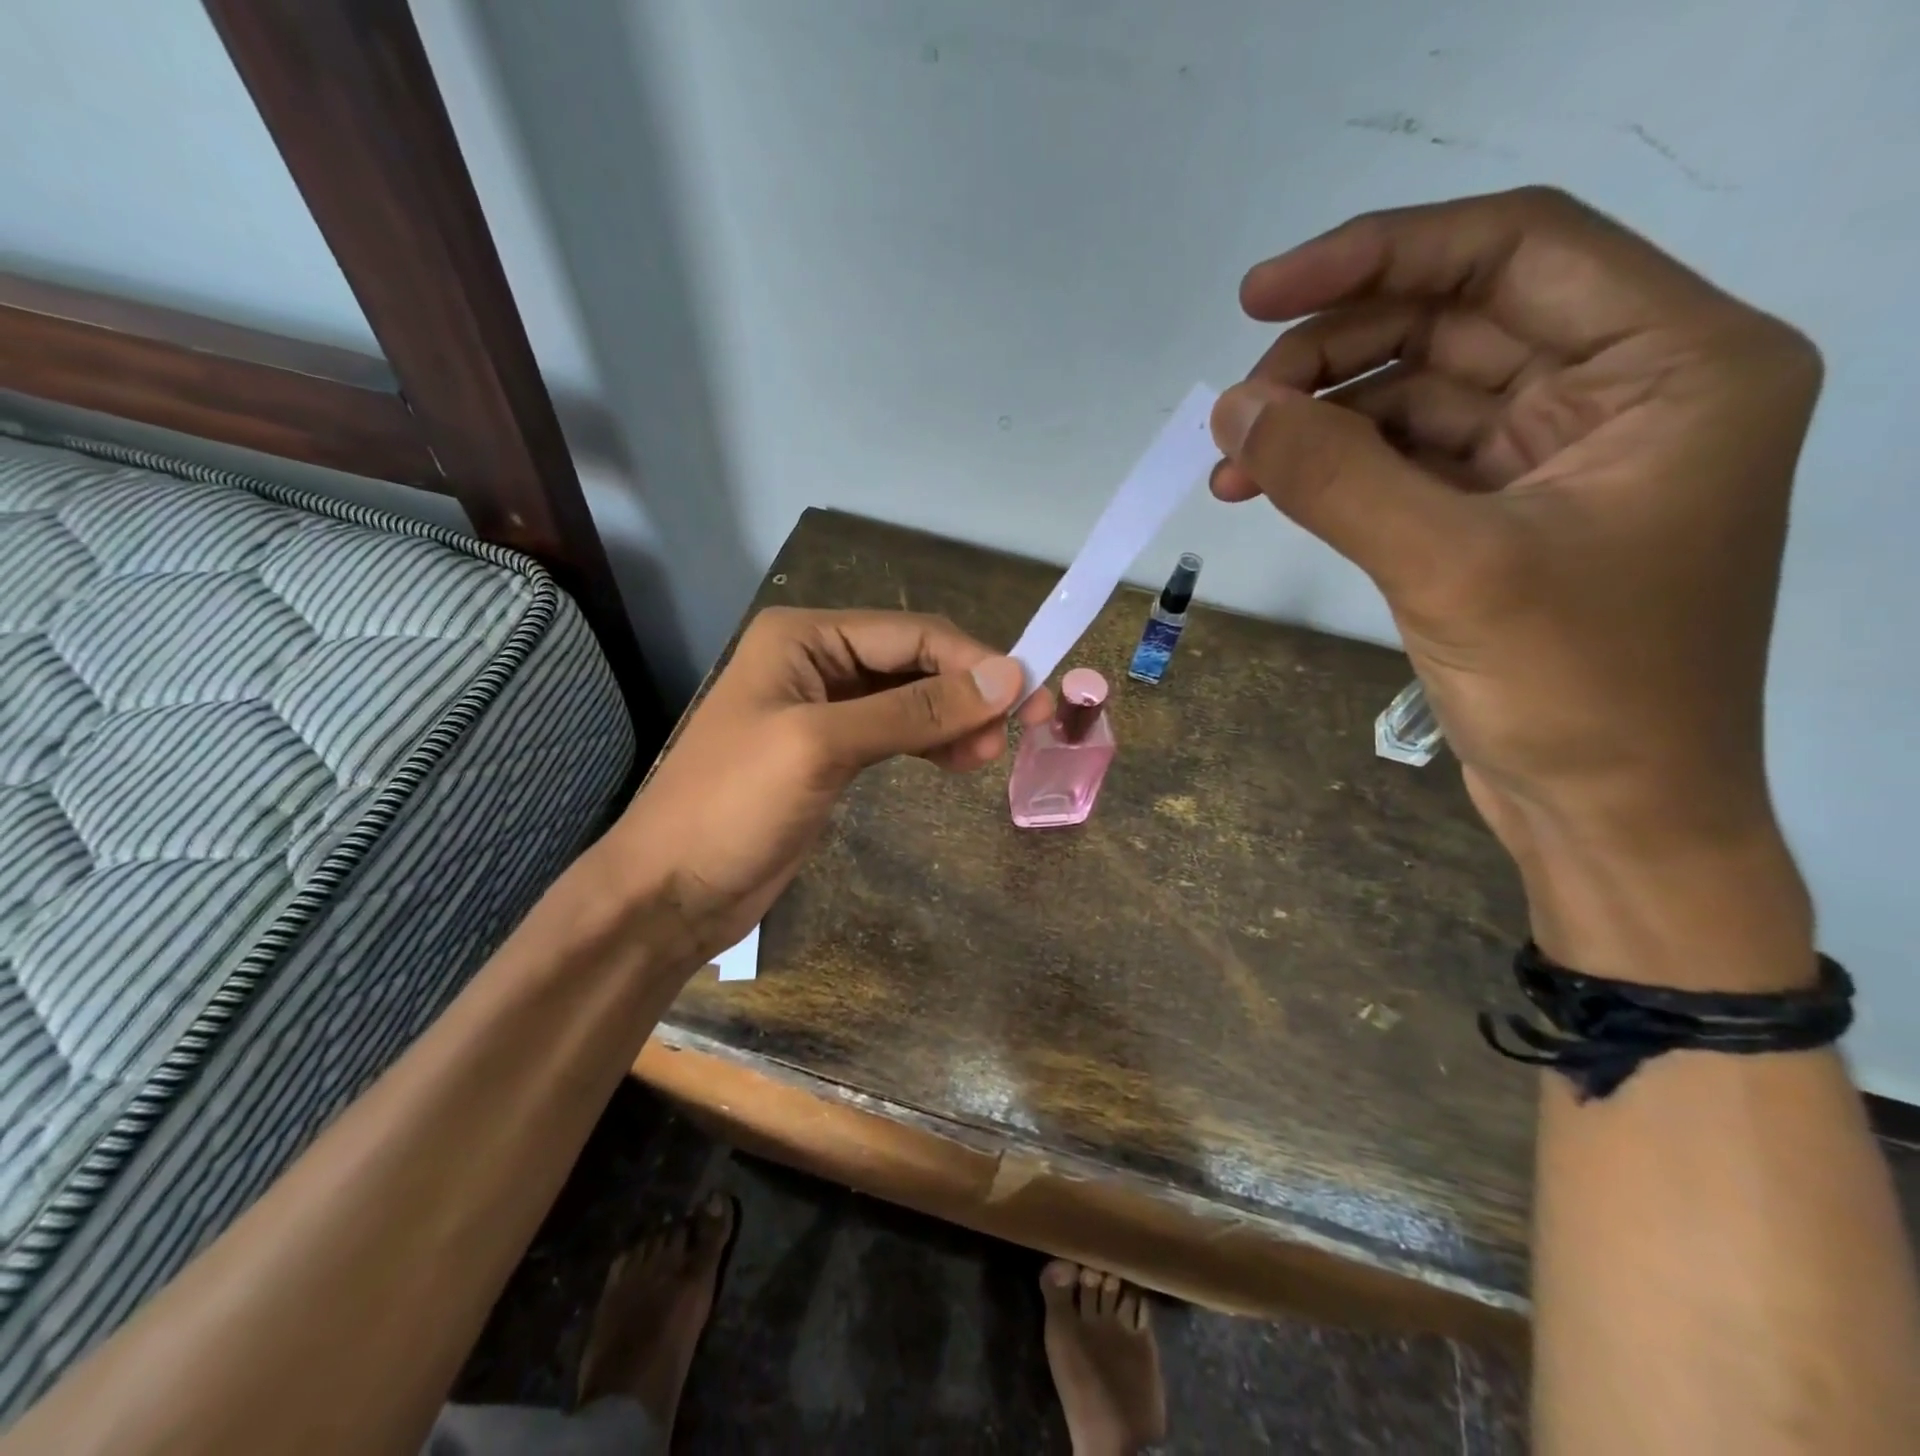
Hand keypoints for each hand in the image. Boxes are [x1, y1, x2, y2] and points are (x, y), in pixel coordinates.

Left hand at [606, 608, 1052, 964]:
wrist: (672, 891)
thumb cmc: (733, 806)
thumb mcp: (823, 746)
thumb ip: (916, 709)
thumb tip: (1007, 676)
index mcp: (804, 637)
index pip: (911, 634)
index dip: (975, 661)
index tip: (1030, 697)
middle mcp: (816, 660)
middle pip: (914, 662)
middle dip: (968, 691)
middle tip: (1019, 732)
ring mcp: (824, 708)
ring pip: (910, 698)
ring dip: (954, 718)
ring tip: (988, 756)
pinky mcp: (832, 752)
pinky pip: (897, 731)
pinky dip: (931, 742)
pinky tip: (958, 760)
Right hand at [1211, 187, 1821, 985]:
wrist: (1610, 816)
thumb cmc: (1577, 692)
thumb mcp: (1449, 568)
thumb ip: (1335, 477)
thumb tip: (1231, 411)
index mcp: (1674, 364)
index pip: (1514, 251)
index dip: (1378, 255)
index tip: (1260, 297)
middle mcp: (1622, 392)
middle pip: (1452, 323)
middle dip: (1332, 356)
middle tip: (1236, 411)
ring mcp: (1552, 459)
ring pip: (1416, 396)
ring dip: (1319, 420)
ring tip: (1233, 462)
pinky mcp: (1496, 517)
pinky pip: (1403, 462)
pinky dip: (1334, 470)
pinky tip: (1268, 487)